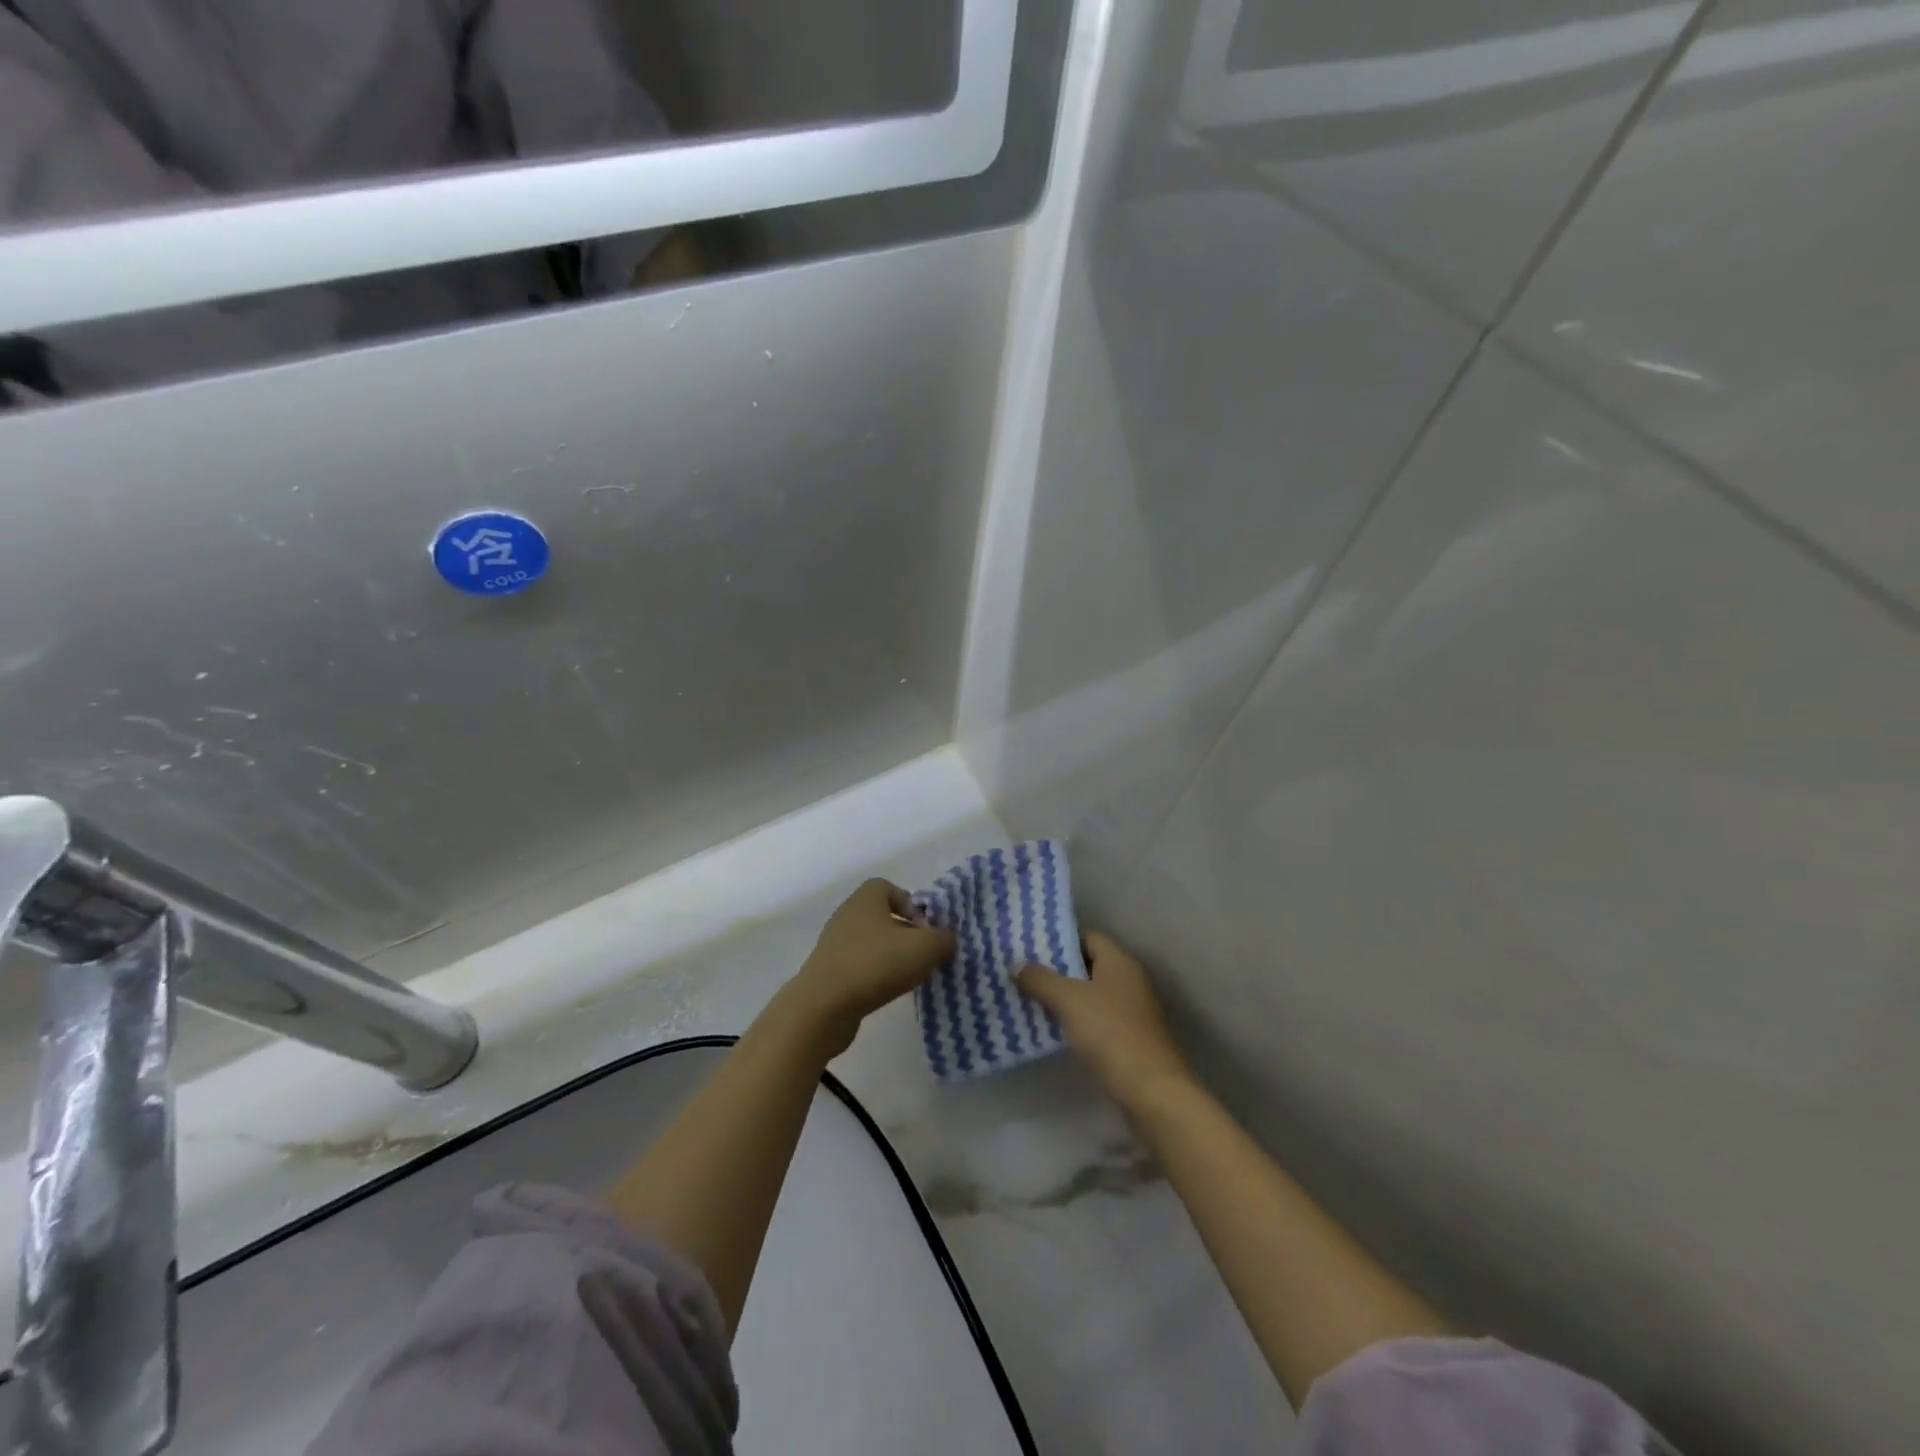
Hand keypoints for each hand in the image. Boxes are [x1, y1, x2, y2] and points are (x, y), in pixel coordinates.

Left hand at [780, 880, 954, 1056]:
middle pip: (882, 917)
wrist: (824, 1006)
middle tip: (924, 955)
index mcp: (866, 898)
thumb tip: (947, 940)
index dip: (911, 904)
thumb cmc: (876, 964)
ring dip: (892, 957)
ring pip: (872, 943)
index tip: (925, 929)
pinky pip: (859, 966)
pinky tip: (886, 993)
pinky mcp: (828, 972)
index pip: (889, 888)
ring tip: (909, 978)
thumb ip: (944, 939)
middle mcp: (847, 915)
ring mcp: (834, 944)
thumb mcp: (925, 948)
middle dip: (906, 934)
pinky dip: (875, 976)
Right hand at [1017, 933, 1194, 1112]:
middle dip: (1058, 972)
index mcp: (1120, 962)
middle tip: (1025, 977)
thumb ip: (1041, 979)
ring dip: (1065, 1000)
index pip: (1089, 938)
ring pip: (1092, 996)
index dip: (1061, 942)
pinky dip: (1077, 1023)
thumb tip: (1019, 967)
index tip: (1032, 950)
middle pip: (1089, 967)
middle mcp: (1130, 981)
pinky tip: (1053, 1032)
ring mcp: (1133, 1012)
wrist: (1151, 1091)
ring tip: (1031, 1003)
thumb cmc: (1110, 1033)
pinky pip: (1098, 1021)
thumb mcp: (1068, 1000)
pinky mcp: (1131, 1040)